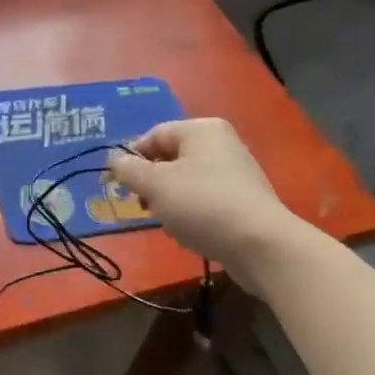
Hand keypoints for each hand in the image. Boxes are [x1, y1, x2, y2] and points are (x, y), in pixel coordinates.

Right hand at [107, 119, 296, 268]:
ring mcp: (236, 172)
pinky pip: (205, 199)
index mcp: (201, 129)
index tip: (118, 185)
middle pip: (170, 158)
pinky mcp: (244, 200)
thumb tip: (113, 159)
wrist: (261, 245)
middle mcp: (221, 143)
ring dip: (169, 201)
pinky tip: (189, 232)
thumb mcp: (155, 184)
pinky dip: (191, 212)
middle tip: (141, 205)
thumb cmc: (202, 204)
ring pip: (186, 181)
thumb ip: (128, 169)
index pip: (153, 135)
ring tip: (168, 222)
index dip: (131, 158)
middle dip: (151, 183)